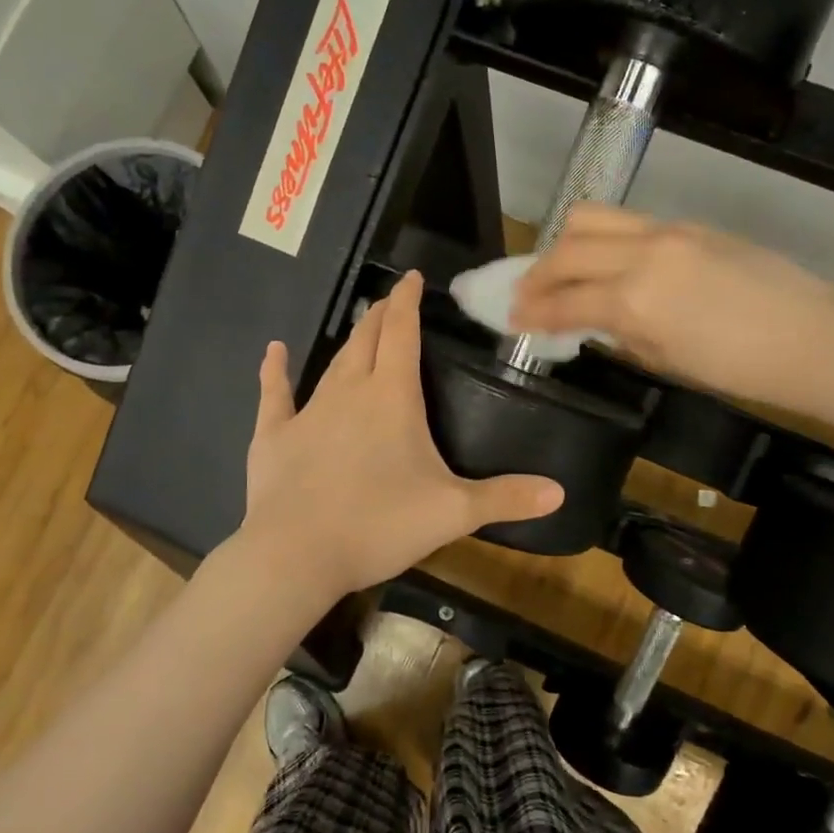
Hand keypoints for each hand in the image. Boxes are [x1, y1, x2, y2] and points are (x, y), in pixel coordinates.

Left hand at [237, 270, 563, 602]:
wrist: (296, 554)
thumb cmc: (379, 525)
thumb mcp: (452, 513)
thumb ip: (505, 498)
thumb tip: (560, 492)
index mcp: (392, 397)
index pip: (402, 332)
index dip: (408, 302)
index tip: (412, 278)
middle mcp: (349, 391)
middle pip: (367, 340)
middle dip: (380, 316)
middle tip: (389, 301)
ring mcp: (309, 411)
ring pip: (332, 363)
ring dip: (349, 342)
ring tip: (359, 325)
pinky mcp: (275, 436)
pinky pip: (276, 395)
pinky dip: (275, 372)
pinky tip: (274, 352)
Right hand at [511, 204, 833, 406]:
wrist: (810, 337)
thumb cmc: (737, 369)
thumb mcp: (665, 361)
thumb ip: (619, 334)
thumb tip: (590, 323)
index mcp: (633, 300)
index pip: (563, 302)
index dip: (530, 313)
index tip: (511, 319)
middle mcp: (641, 255)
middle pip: (566, 250)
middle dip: (535, 274)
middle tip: (524, 294)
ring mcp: (666, 232)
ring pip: (591, 218)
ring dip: (563, 243)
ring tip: (559, 267)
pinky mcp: (687, 225)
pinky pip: (627, 222)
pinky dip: (602, 239)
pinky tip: (606, 261)